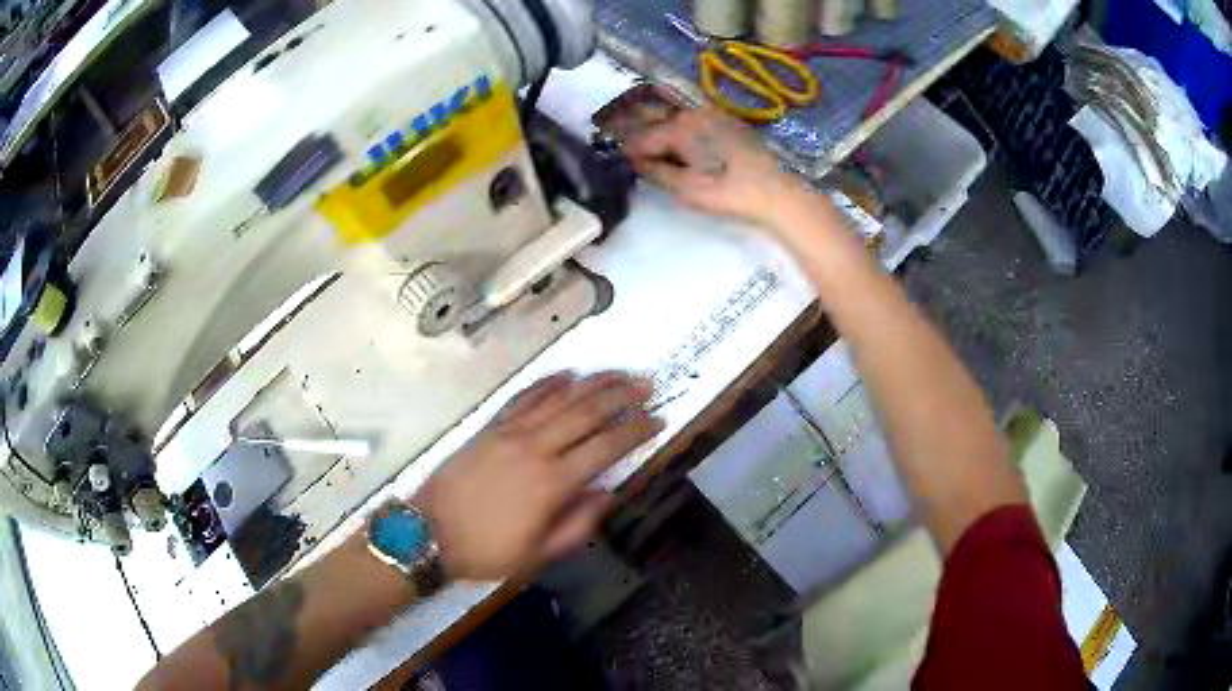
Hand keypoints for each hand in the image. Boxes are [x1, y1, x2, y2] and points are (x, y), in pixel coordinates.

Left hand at [413, 372, 663, 580]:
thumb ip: (578, 524)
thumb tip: (608, 493)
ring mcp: (510, 432)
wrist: (428, 533)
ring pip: (559, 398)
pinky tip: (566, 374)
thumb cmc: (487, 551)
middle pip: (586, 412)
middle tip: (647, 384)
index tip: (657, 420)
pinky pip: (523, 397)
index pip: (606, 447)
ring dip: (592, 382)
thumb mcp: (538, 554)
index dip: (635, 431)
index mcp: (552, 483)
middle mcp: (536, 448)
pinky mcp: (489, 427)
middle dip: (621, 395)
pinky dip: (547, 383)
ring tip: (618, 372)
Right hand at [624, 108, 807, 224]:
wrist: (776, 192)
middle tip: (635, 158)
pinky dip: (687, 136)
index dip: (629, 152)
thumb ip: (656, 172)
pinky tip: (688, 152)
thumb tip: (636, 162)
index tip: (619, 162)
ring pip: (680, 123)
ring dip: (667, 137)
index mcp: (679, 128)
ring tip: (660, 157)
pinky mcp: (731, 124)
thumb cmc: (728, 192)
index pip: (644, 138)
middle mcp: (694, 114)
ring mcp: (715, 116)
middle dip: (646, 140)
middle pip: (661, 125)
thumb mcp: (686, 188)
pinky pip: (699, 125)